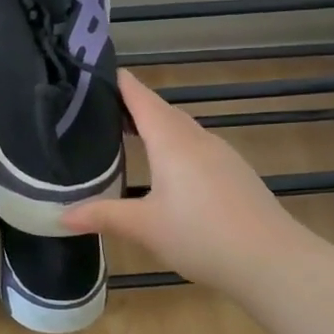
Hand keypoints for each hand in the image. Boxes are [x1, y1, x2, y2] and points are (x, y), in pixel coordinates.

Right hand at [63, 69, 303, 295]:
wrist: (273, 261)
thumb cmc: (201, 235)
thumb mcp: (144, 227)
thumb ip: (102, 216)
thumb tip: (61, 216)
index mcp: (172, 141)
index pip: (141, 98)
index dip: (119, 83)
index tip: (94, 72)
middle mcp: (198, 139)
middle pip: (162, 111)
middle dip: (133, 106)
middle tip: (99, 110)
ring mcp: (222, 156)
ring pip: (182, 131)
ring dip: (155, 128)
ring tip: (127, 137)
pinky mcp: (236, 175)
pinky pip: (197, 149)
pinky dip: (175, 148)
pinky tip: (167, 172)